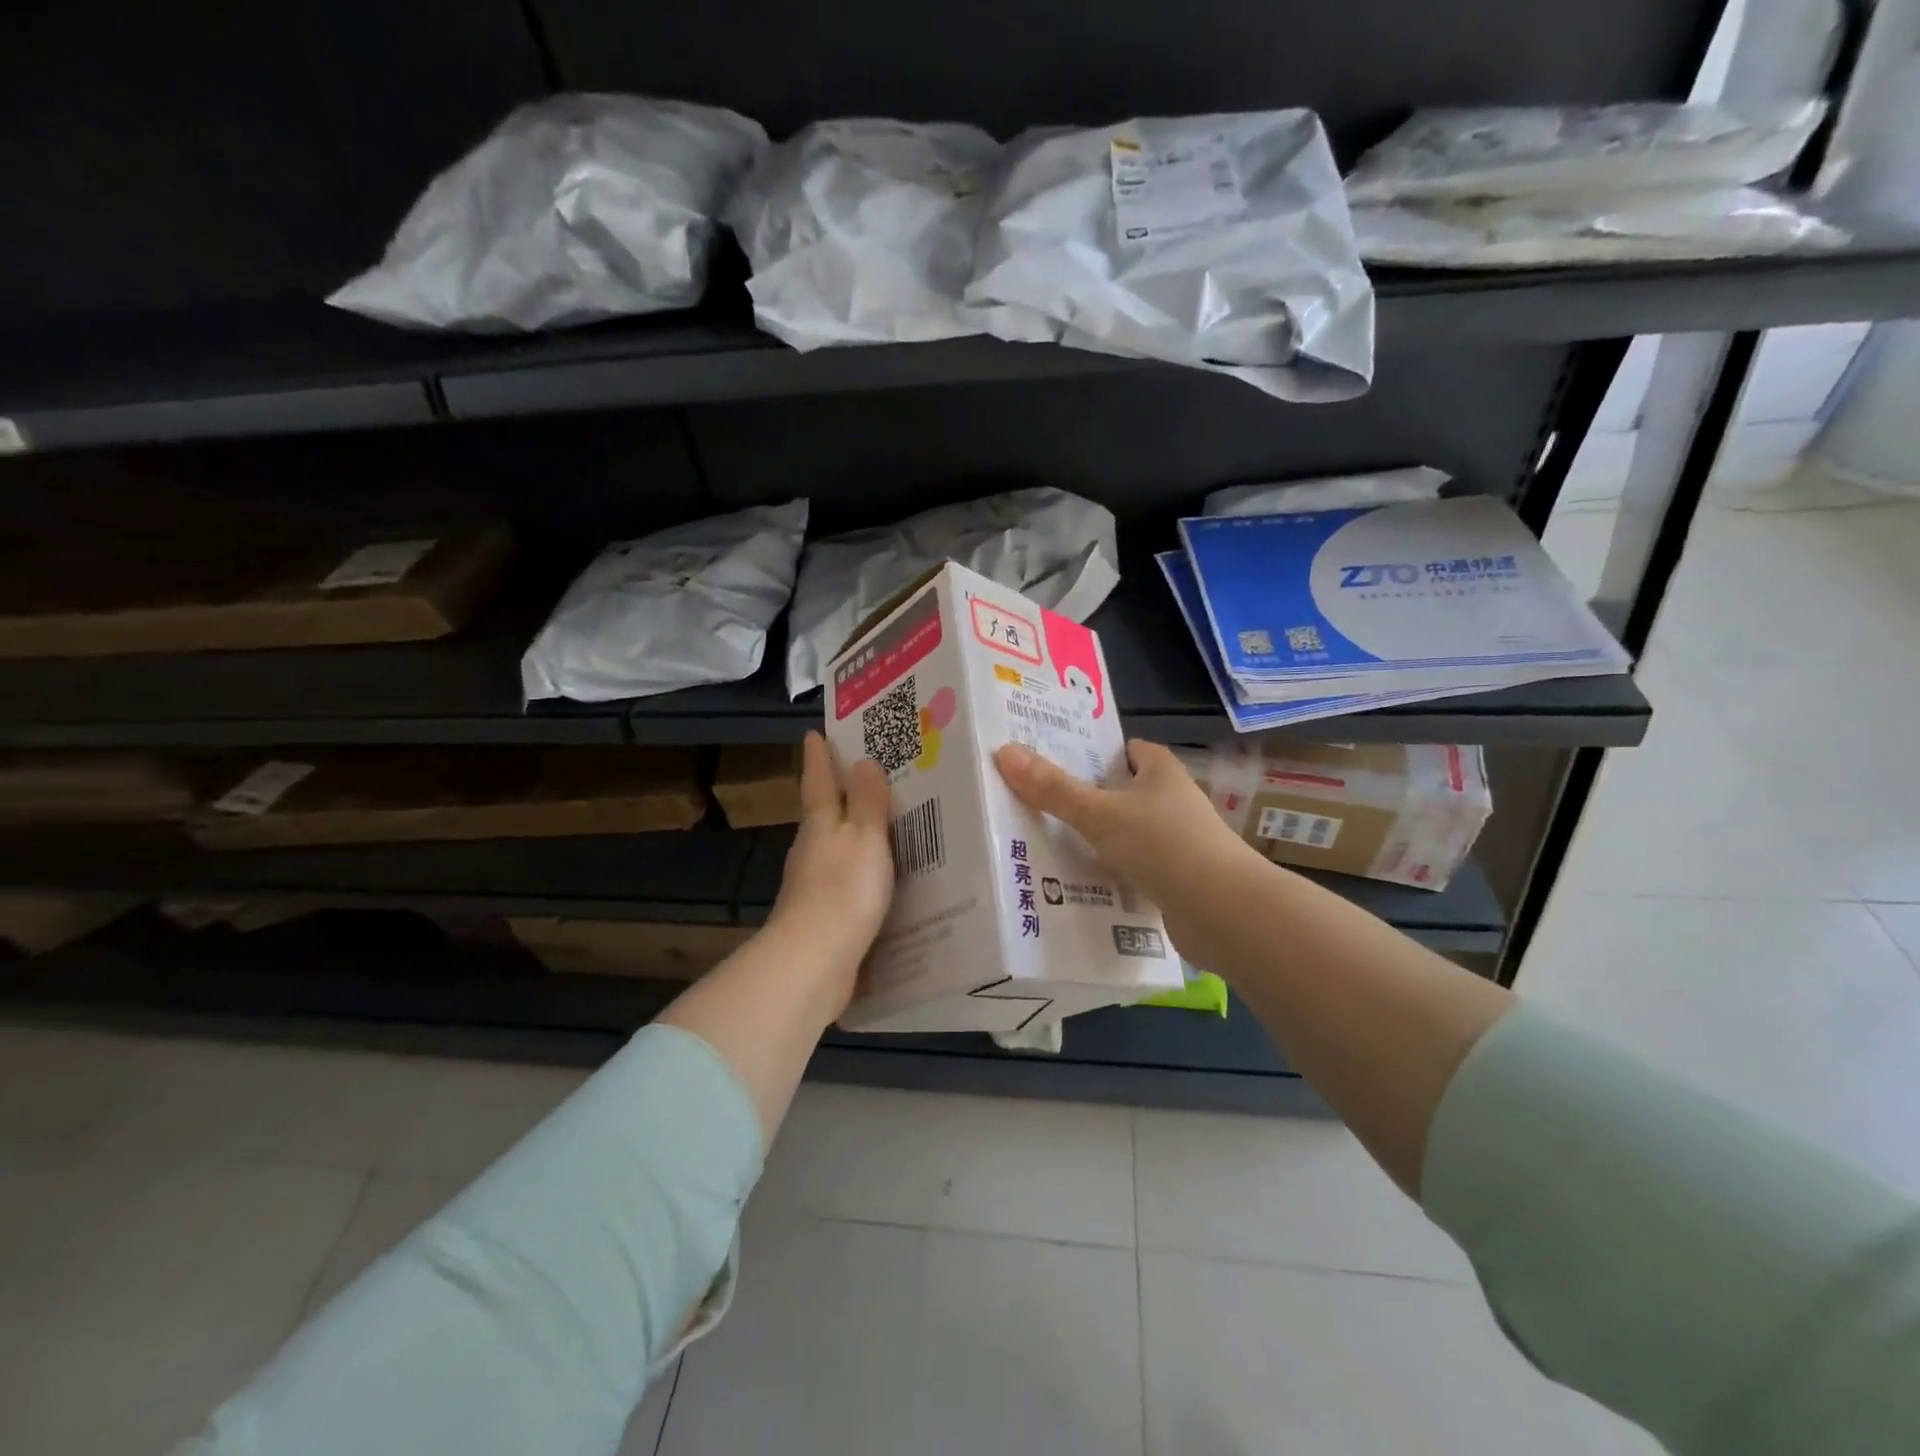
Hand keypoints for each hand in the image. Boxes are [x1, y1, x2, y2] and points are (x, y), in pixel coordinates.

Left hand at [767, 731, 895, 1013]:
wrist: (815, 962)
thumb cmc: (843, 889)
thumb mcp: (864, 837)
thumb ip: (866, 802)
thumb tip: (862, 761)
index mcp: (820, 825)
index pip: (818, 781)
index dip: (818, 757)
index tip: (814, 732)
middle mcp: (812, 850)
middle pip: (823, 813)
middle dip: (837, 793)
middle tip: (863, 774)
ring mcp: (814, 884)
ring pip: (835, 848)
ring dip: (851, 834)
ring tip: (880, 825)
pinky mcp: (823, 916)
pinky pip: (845, 881)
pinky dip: (860, 870)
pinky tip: (879, 878)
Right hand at [994, 739, 1266, 961]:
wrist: (1223, 912)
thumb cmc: (1164, 845)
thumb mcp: (1101, 813)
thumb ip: (1054, 789)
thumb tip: (1004, 752)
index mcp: (1162, 773)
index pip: (1130, 750)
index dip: (1099, 751)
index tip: (1059, 758)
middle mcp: (1173, 803)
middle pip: (1125, 793)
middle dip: (1088, 798)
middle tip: (1040, 802)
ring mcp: (1177, 844)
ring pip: (1127, 834)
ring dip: (1097, 840)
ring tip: (1047, 843)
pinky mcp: (1176, 882)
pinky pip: (1133, 871)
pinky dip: (1110, 875)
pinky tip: (1078, 885)